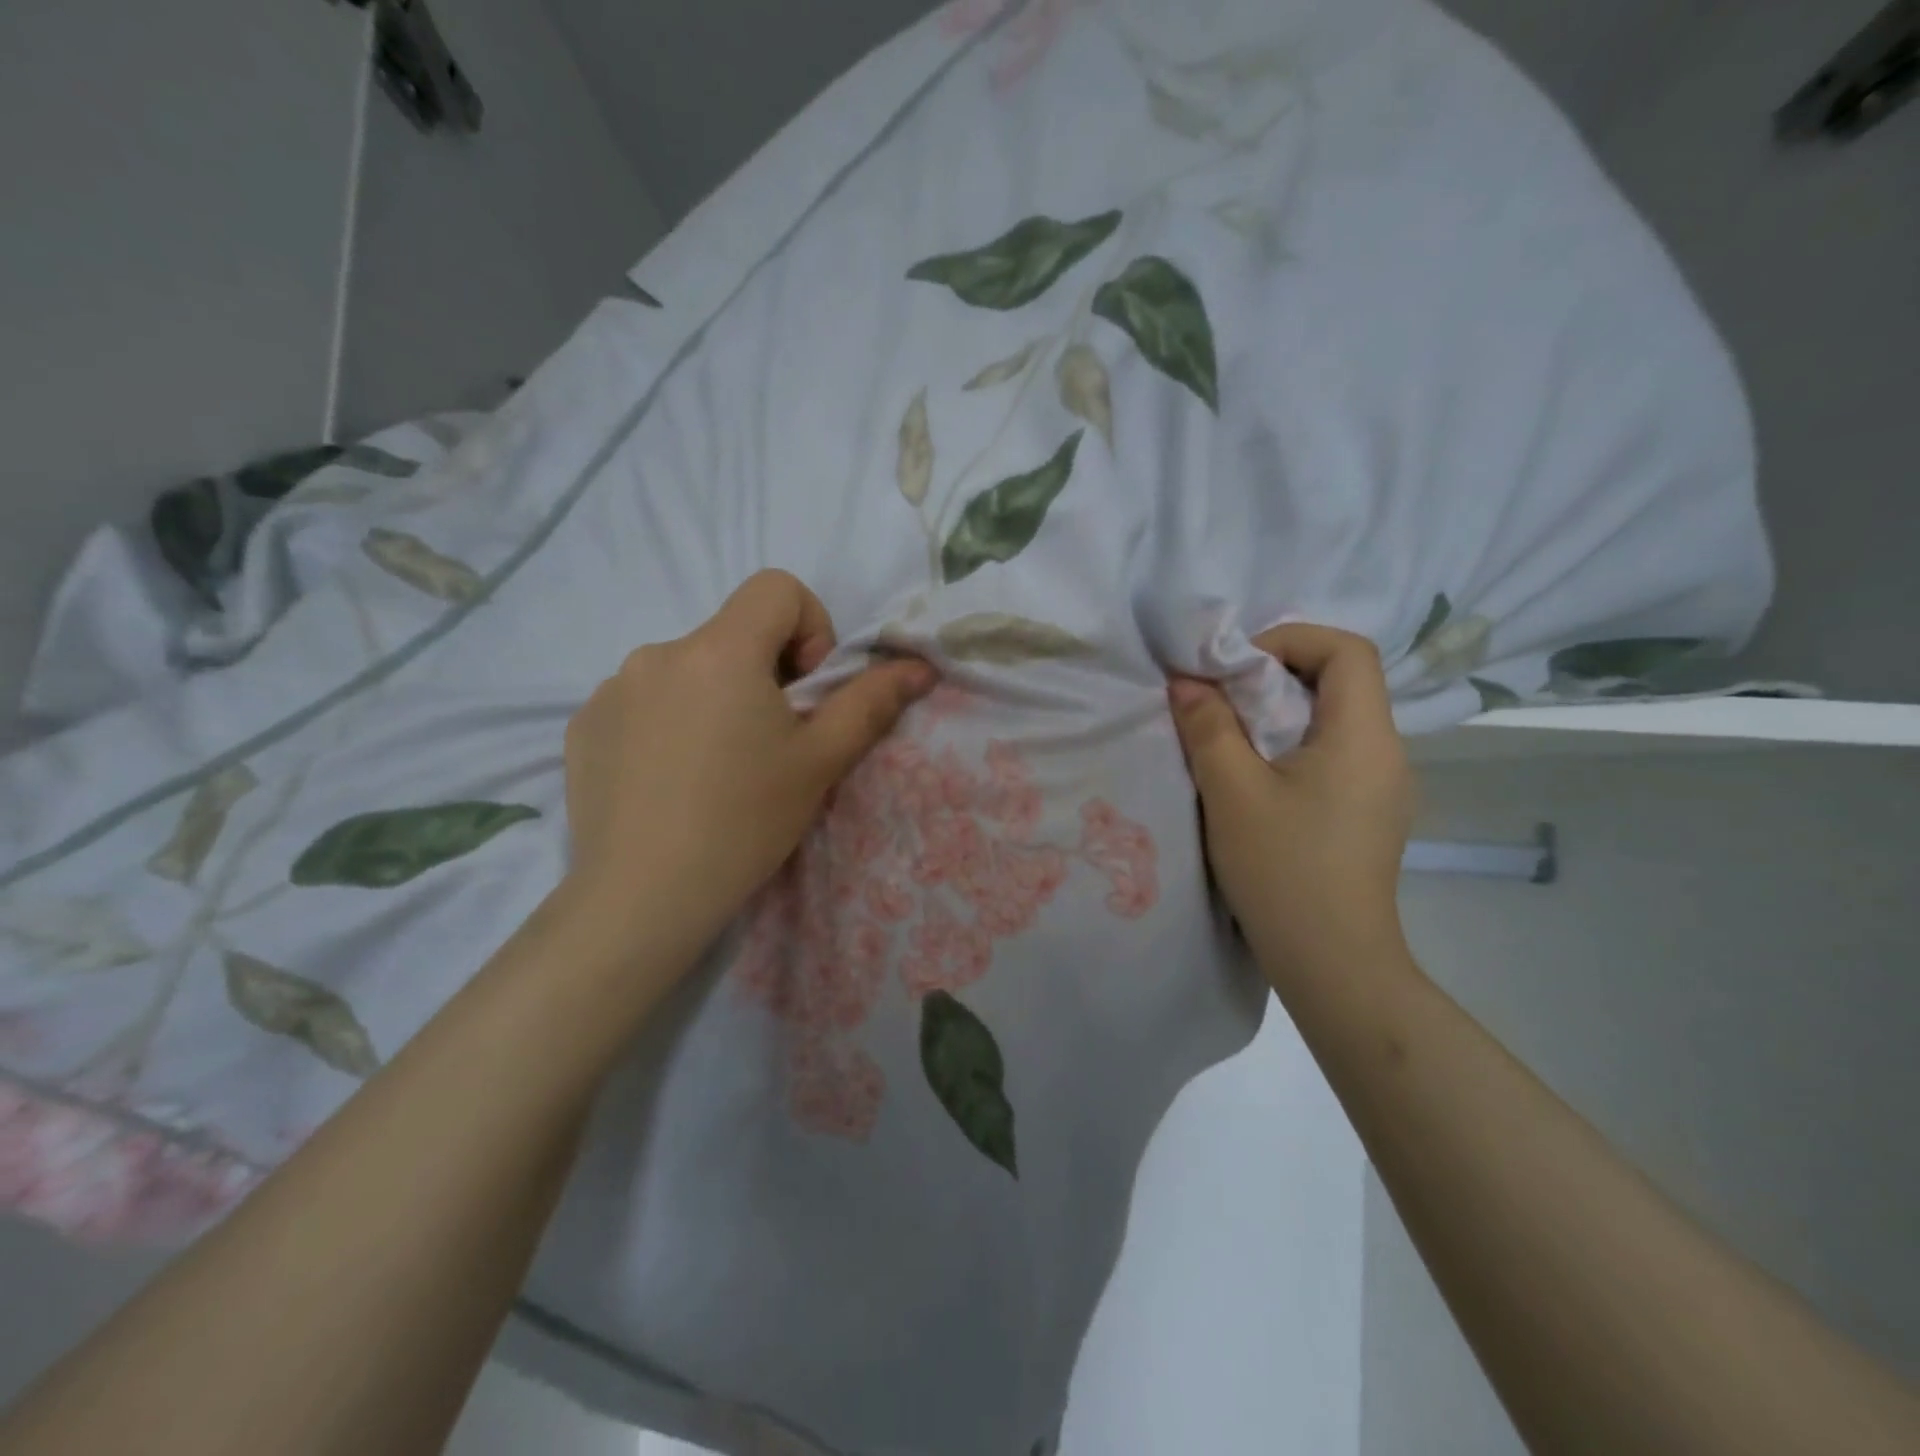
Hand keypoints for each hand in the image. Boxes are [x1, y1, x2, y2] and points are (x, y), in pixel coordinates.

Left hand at [561, 570, 935, 966]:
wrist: (642, 897)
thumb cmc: (745, 822)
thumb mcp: (821, 761)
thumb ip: (871, 702)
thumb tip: (919, 667)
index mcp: (720, 650)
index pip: (776, 588)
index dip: (809, 628)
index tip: (805, 691)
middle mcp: (659, 652)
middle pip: (732, 634)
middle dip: (763, 674)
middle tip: (767, 744)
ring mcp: (613, 687)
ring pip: (688, 670)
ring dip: (714, 700)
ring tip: (714, 769)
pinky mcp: (584, 724)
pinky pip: (643, 701)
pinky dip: (668, 724)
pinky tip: (669, 781)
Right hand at [1168, 624, 1414, 981]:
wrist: (1332, 962)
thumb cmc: (1283, 869)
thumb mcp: (1231, 791)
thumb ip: (1208, 726)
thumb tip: (1188, 681)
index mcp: (1363, 736)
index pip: (1346, 650)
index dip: (1290, 640)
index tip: (1235, 667)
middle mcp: (1387, 752)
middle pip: (1341, 681)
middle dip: (1276, 675)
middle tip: (1222, 698)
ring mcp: (1383, 786)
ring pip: (1335, 719)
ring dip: (1281, 712)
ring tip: (1231, 736)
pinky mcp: (1369, 813)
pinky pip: (1334, 754)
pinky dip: (1293, 745)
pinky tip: (1258, 778)